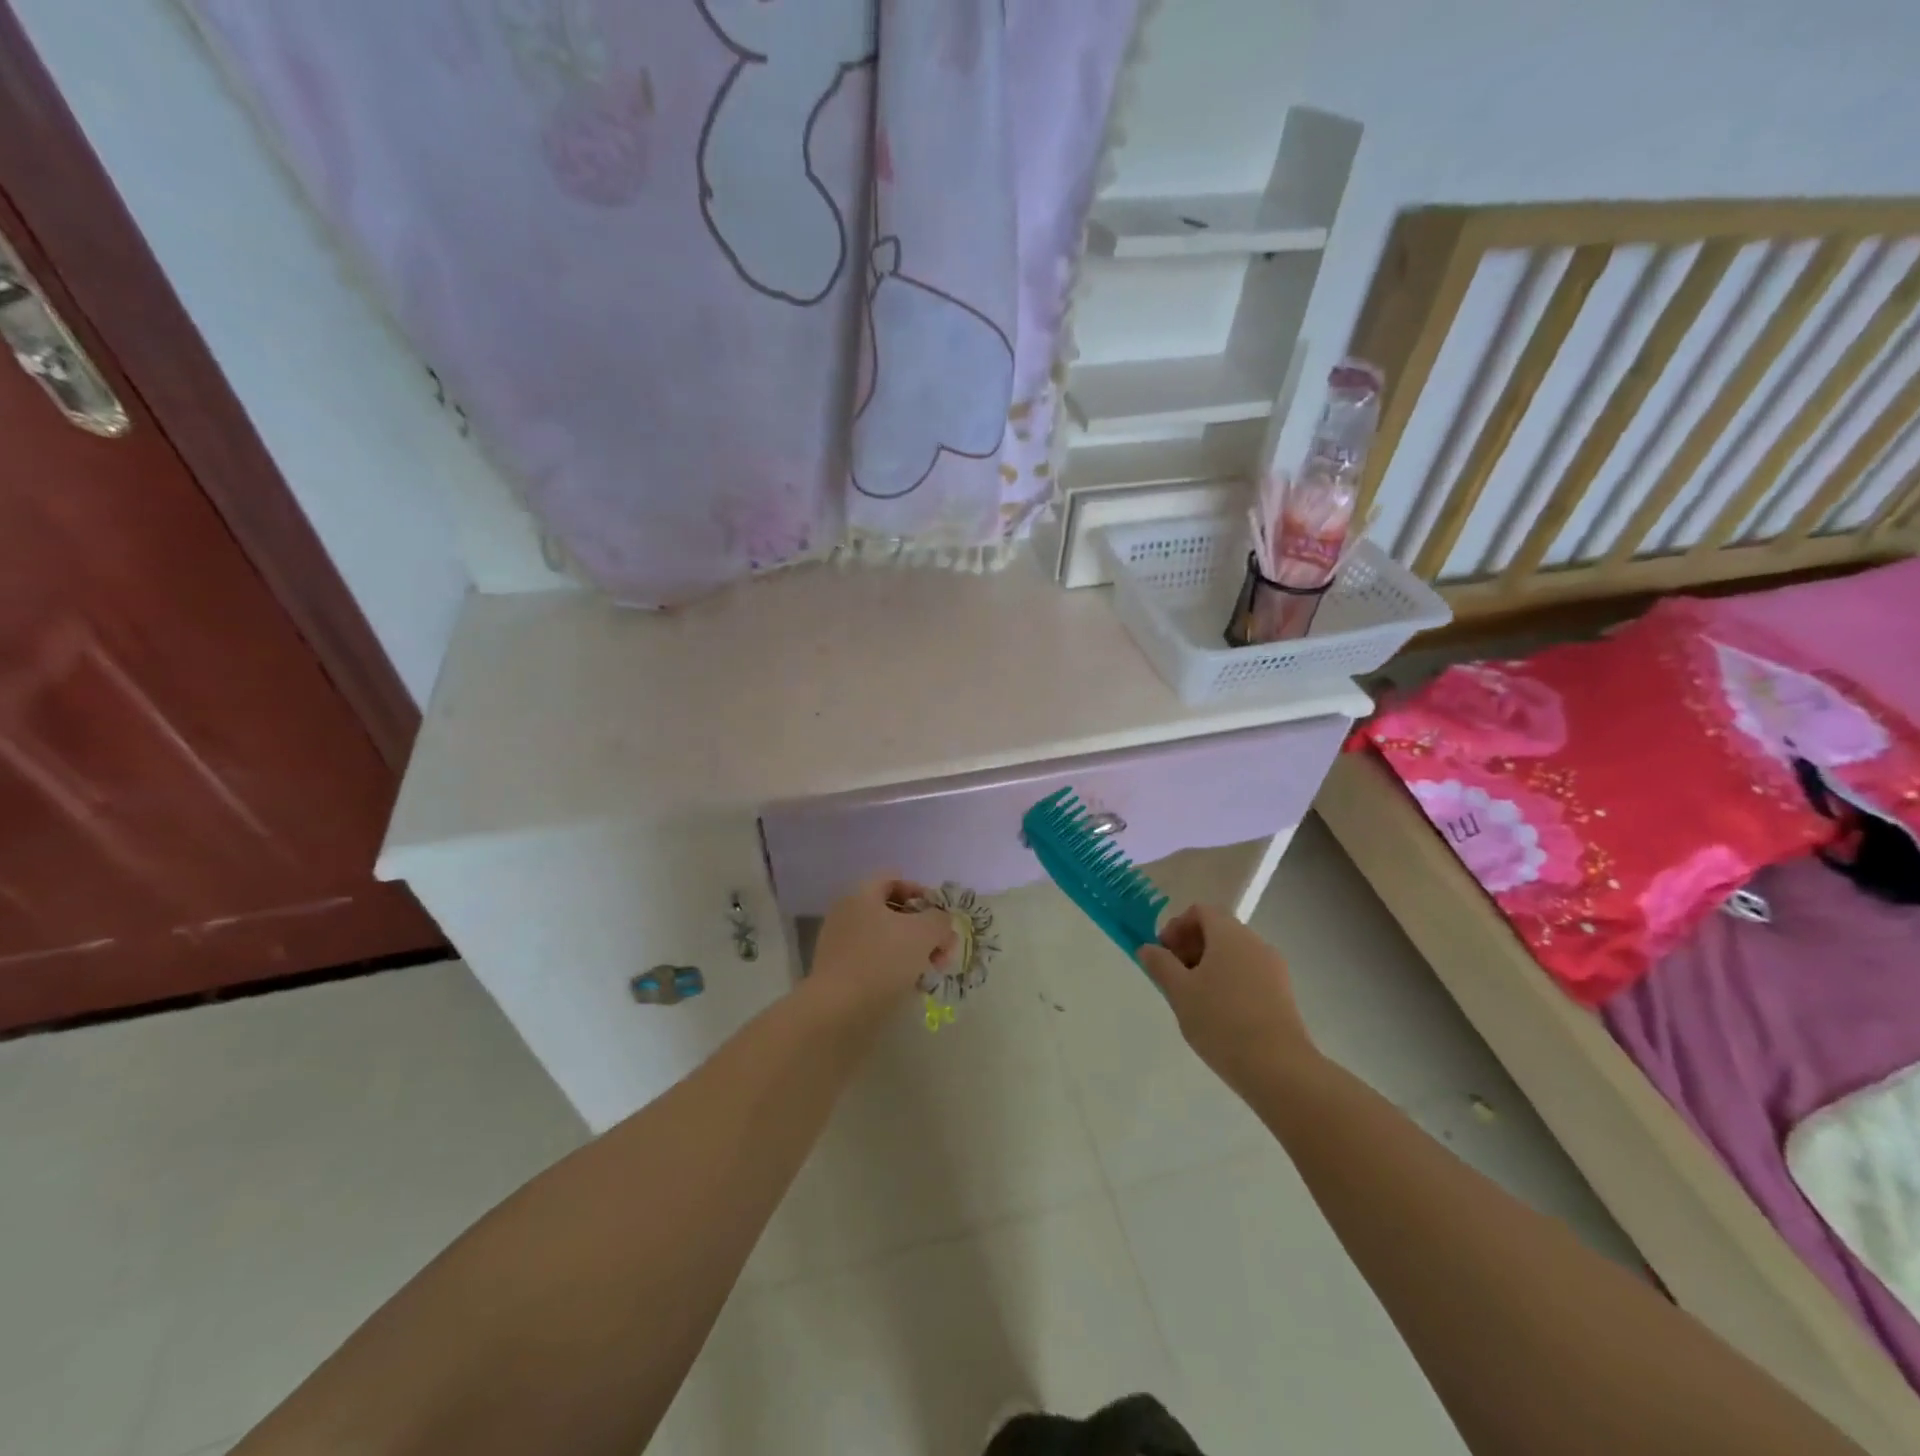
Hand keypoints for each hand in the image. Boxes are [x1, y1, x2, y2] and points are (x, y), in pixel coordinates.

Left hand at [808, 875, 956, 1014]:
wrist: (838, 1011)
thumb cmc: (882, 961)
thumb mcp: (924, 933)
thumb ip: (940, 920)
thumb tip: (941, 922)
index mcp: (862, 895)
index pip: (894, 879)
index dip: (921, 892)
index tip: (940, 916)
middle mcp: (847, 914)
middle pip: (892, 912)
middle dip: (922, 929)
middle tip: (942, 951)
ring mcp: (840, 945)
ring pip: (885, 940)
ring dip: (912, 952)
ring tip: (930, 973)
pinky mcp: (840, 973)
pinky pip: (874, 963)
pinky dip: (894, 971)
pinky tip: (910, 988)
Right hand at [1137, 904, 1319, 1097]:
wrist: (1278, 1068)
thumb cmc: (1221, 1021)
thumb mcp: (1179, 992)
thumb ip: (1160, 965)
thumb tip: (1148, 948)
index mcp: (1229, 934)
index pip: (1201, 911)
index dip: (1177, 926)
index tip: (1164, 953)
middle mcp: (1255, 943)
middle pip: (1218, 930)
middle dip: (1191, 946)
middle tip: (1174, 976)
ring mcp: (1273, 968)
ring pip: (1234, 953)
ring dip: (1209, 965)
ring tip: (1194, 999)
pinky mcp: (1283, 993)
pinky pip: (1249, 973)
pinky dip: (1229, 981)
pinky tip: (1219, 1014)